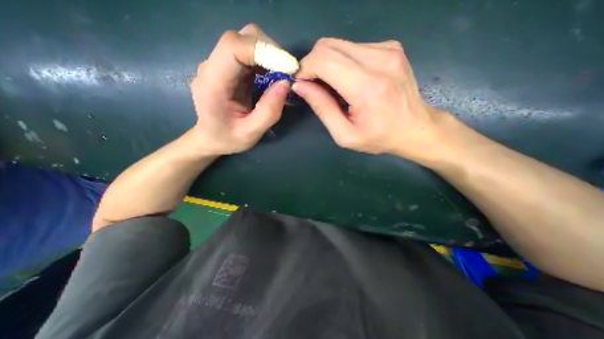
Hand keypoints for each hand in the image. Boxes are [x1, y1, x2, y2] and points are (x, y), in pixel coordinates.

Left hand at [190, 24, 290, 155]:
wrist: (211, 138)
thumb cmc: (228, 139)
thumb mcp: (251, 133)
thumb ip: (268, 111)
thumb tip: (285, 83)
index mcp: (212, 83)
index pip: (233, 47)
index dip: (262, 50)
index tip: (287, 67)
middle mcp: (212, 67)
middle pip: (241, 38)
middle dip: (269, 51)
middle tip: (287, 73)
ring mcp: (219, 65)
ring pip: (246, 42)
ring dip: (269, 56)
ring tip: (282, 77)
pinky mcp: (228, 68)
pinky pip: (249, 55)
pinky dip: (265, 62)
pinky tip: (272, 78)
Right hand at [293, 36, 442, 159]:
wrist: (415, 129)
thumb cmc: (378, 138)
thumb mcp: (344, 134)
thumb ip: (322, 108)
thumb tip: (301, 86)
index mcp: (367, 87)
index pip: (323, 59)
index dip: (305, 68)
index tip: (301, 83)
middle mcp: (379, 60)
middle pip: (328, 45)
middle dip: (313, 64)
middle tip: (313, 85)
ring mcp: (388, 49)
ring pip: (339, 44)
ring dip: (328, 64)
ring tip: (333, 87)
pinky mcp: (391, 47)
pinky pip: (353, 47)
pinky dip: (343, 62)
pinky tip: (349, 80)